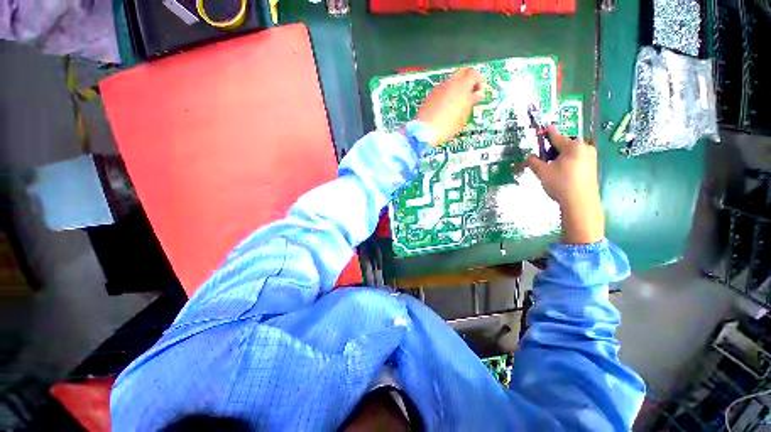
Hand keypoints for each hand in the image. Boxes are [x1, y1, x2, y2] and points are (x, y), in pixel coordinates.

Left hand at [416, 68, 485, 146]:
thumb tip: (478, 94)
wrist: (425, 130)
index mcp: (461, 86)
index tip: (479, 92)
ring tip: (458, 103)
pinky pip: (442, 89)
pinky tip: (446, 107)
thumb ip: (471, 102)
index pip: (474, 73)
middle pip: (462, 72)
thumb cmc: (447, 125)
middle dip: (468, 80)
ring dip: (457, 87)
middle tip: (470, 94)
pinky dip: (447, 93)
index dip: (479, 81)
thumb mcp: (463, 116)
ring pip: (451, 81)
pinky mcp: (430, 95)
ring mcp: (438, 88)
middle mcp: (449, 83)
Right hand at [526, 129, 604, 243]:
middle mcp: (584, 147)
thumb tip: (530, 156)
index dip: (546, 133)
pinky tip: (561, 173)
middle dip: (552, 149)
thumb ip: (533, 161)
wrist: (580, 202)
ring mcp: (591, 157)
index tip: (543, 128)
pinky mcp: (592, 166)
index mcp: (573, 146)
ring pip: (570, 152)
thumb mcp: (542, 172)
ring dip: (559, 157)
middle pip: (564, 144)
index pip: (556, 136)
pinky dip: (567, 162)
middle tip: (543, 160)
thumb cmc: (560, 183)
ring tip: (551, 169)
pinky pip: (577, 159)